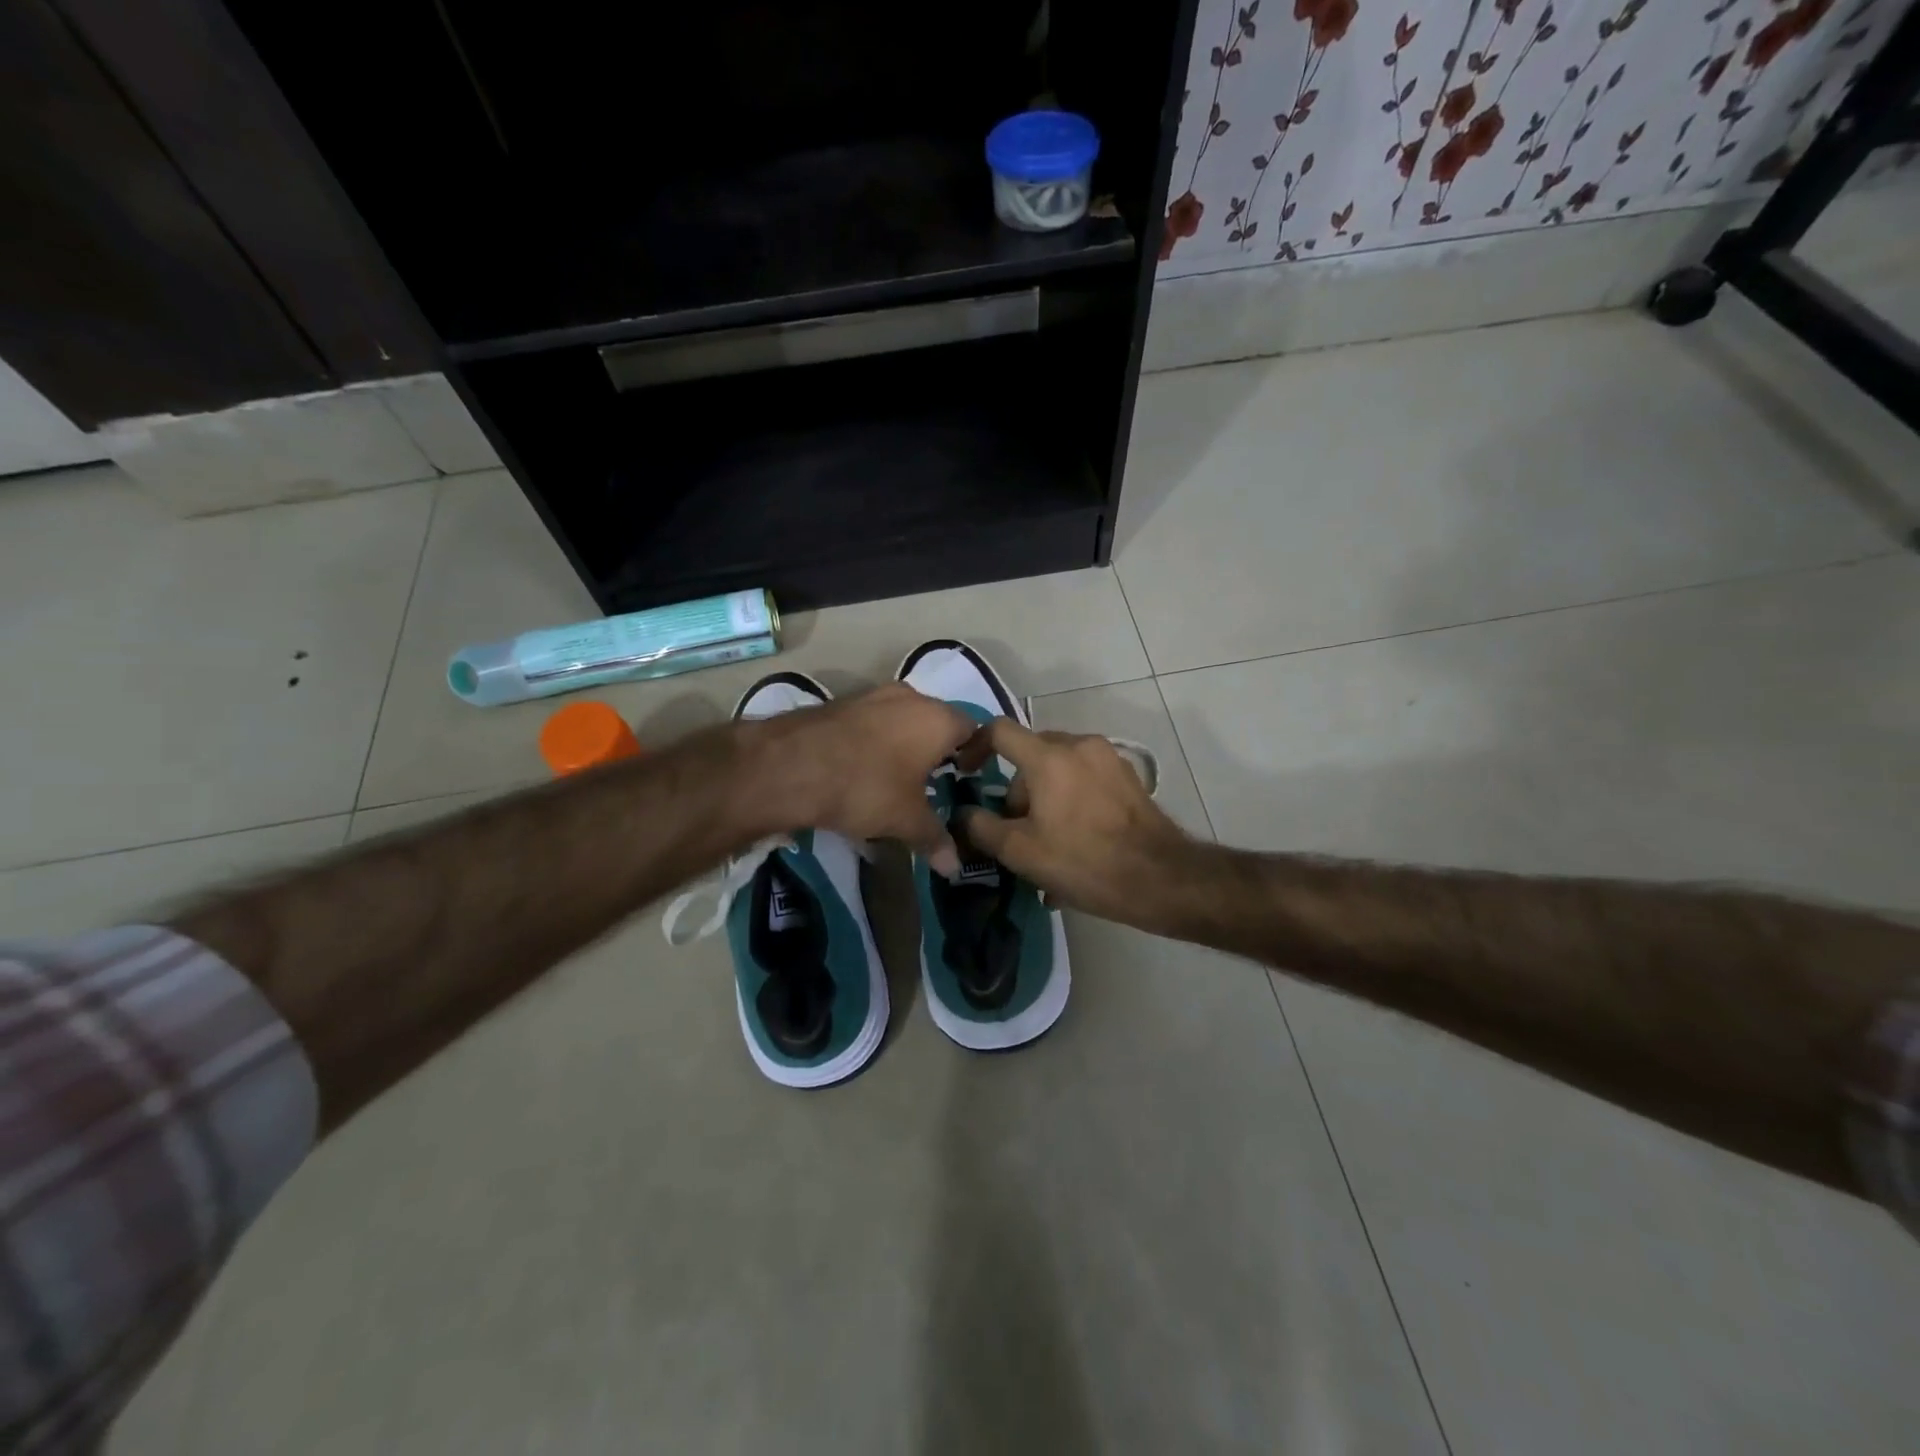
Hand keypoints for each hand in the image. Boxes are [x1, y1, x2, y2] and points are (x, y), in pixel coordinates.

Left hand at [752, 683, 971, 874]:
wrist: (791, 765)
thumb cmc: (866, 787)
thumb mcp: (905, 820)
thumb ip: (934, 839)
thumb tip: (955, 867)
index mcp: (937, 719)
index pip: (973, 729)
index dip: (974, 754)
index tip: (964, 778)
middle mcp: (910, 697)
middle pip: (936, 721)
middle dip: (936, 749)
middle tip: (931, 781)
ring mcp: (872, 695)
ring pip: (901, 718)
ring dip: (903, 743)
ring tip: (894, 778)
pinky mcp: (840, 702)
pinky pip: (870, 721)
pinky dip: (873, 741)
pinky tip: (860, 768)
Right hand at [954, 718, 1195, 928]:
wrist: (1160, 878)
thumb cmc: (1083, 861)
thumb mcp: (1020, 852)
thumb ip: (982, 827)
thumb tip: (964, 814)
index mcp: (1049, 756)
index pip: (999, 730)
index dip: (975, 746)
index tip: (967, 772)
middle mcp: (1079, 745)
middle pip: (1031, 754)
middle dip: (1017, 790)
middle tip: (1016, 830)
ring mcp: (1109, 759)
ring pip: (1060, 768)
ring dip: (1045, 799)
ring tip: (1048, 845)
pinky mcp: (1129, 777)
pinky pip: (1086, 780)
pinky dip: (1072, 801)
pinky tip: (1076, 843)